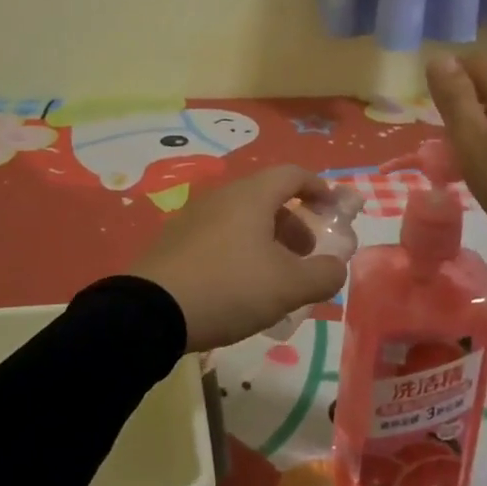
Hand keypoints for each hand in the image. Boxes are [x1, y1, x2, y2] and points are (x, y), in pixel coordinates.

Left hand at [129, 165, 349, 352]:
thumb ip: (322, 275)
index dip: (318, 187)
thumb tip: (335, 266)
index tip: (334, 208)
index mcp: (251, 196)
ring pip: (242, 218)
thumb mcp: (288, 286)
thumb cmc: (229, 287)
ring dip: (267, 239)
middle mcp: (222, 196)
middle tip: (306, 255)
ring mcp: (194, 217)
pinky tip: (240, 286)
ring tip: (275, 276)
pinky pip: (219, 235)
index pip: (292, 174)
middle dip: (294, 222)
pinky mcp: (175, 241)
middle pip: (267, 197)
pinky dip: (241, 250)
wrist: (151, 311)